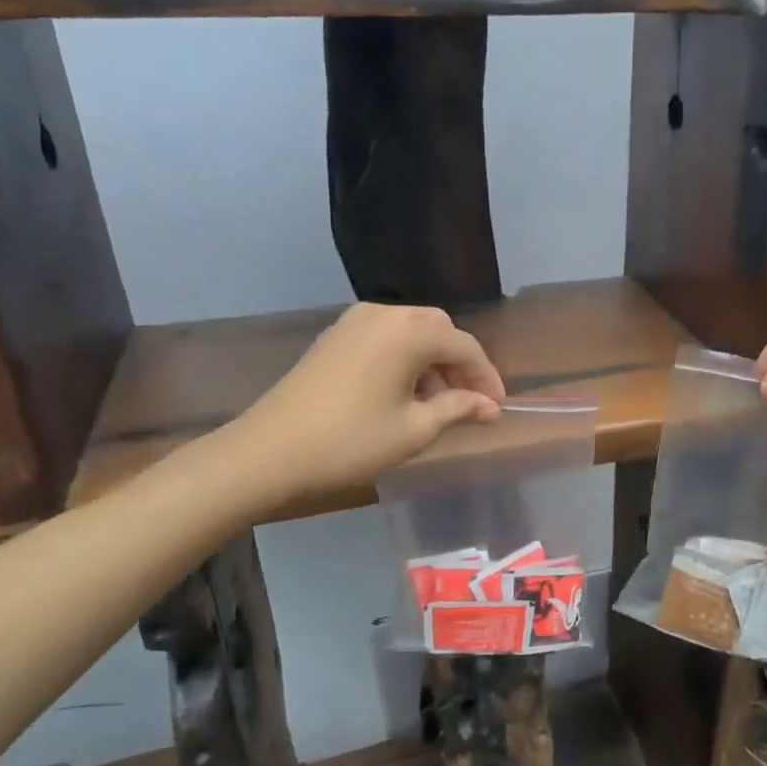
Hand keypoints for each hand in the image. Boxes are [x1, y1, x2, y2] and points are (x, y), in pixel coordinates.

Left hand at [212, 303, 504, 515]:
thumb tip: (489, 406)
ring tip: (438, 404)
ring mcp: (354, 322)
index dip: (487, 378)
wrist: (269, 451)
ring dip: (432, 362)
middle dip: (459, 365)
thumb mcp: (415, 429)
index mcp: (409, 331)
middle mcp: (384, 314)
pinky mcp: (335, 337)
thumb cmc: (351, 441)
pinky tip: (404, 393)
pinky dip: (404, 360)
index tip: (497, 408)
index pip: (464, 347)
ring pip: (411, 333)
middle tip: (470, 402)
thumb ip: (458, 408)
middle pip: (439, 331)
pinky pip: (385, 339)